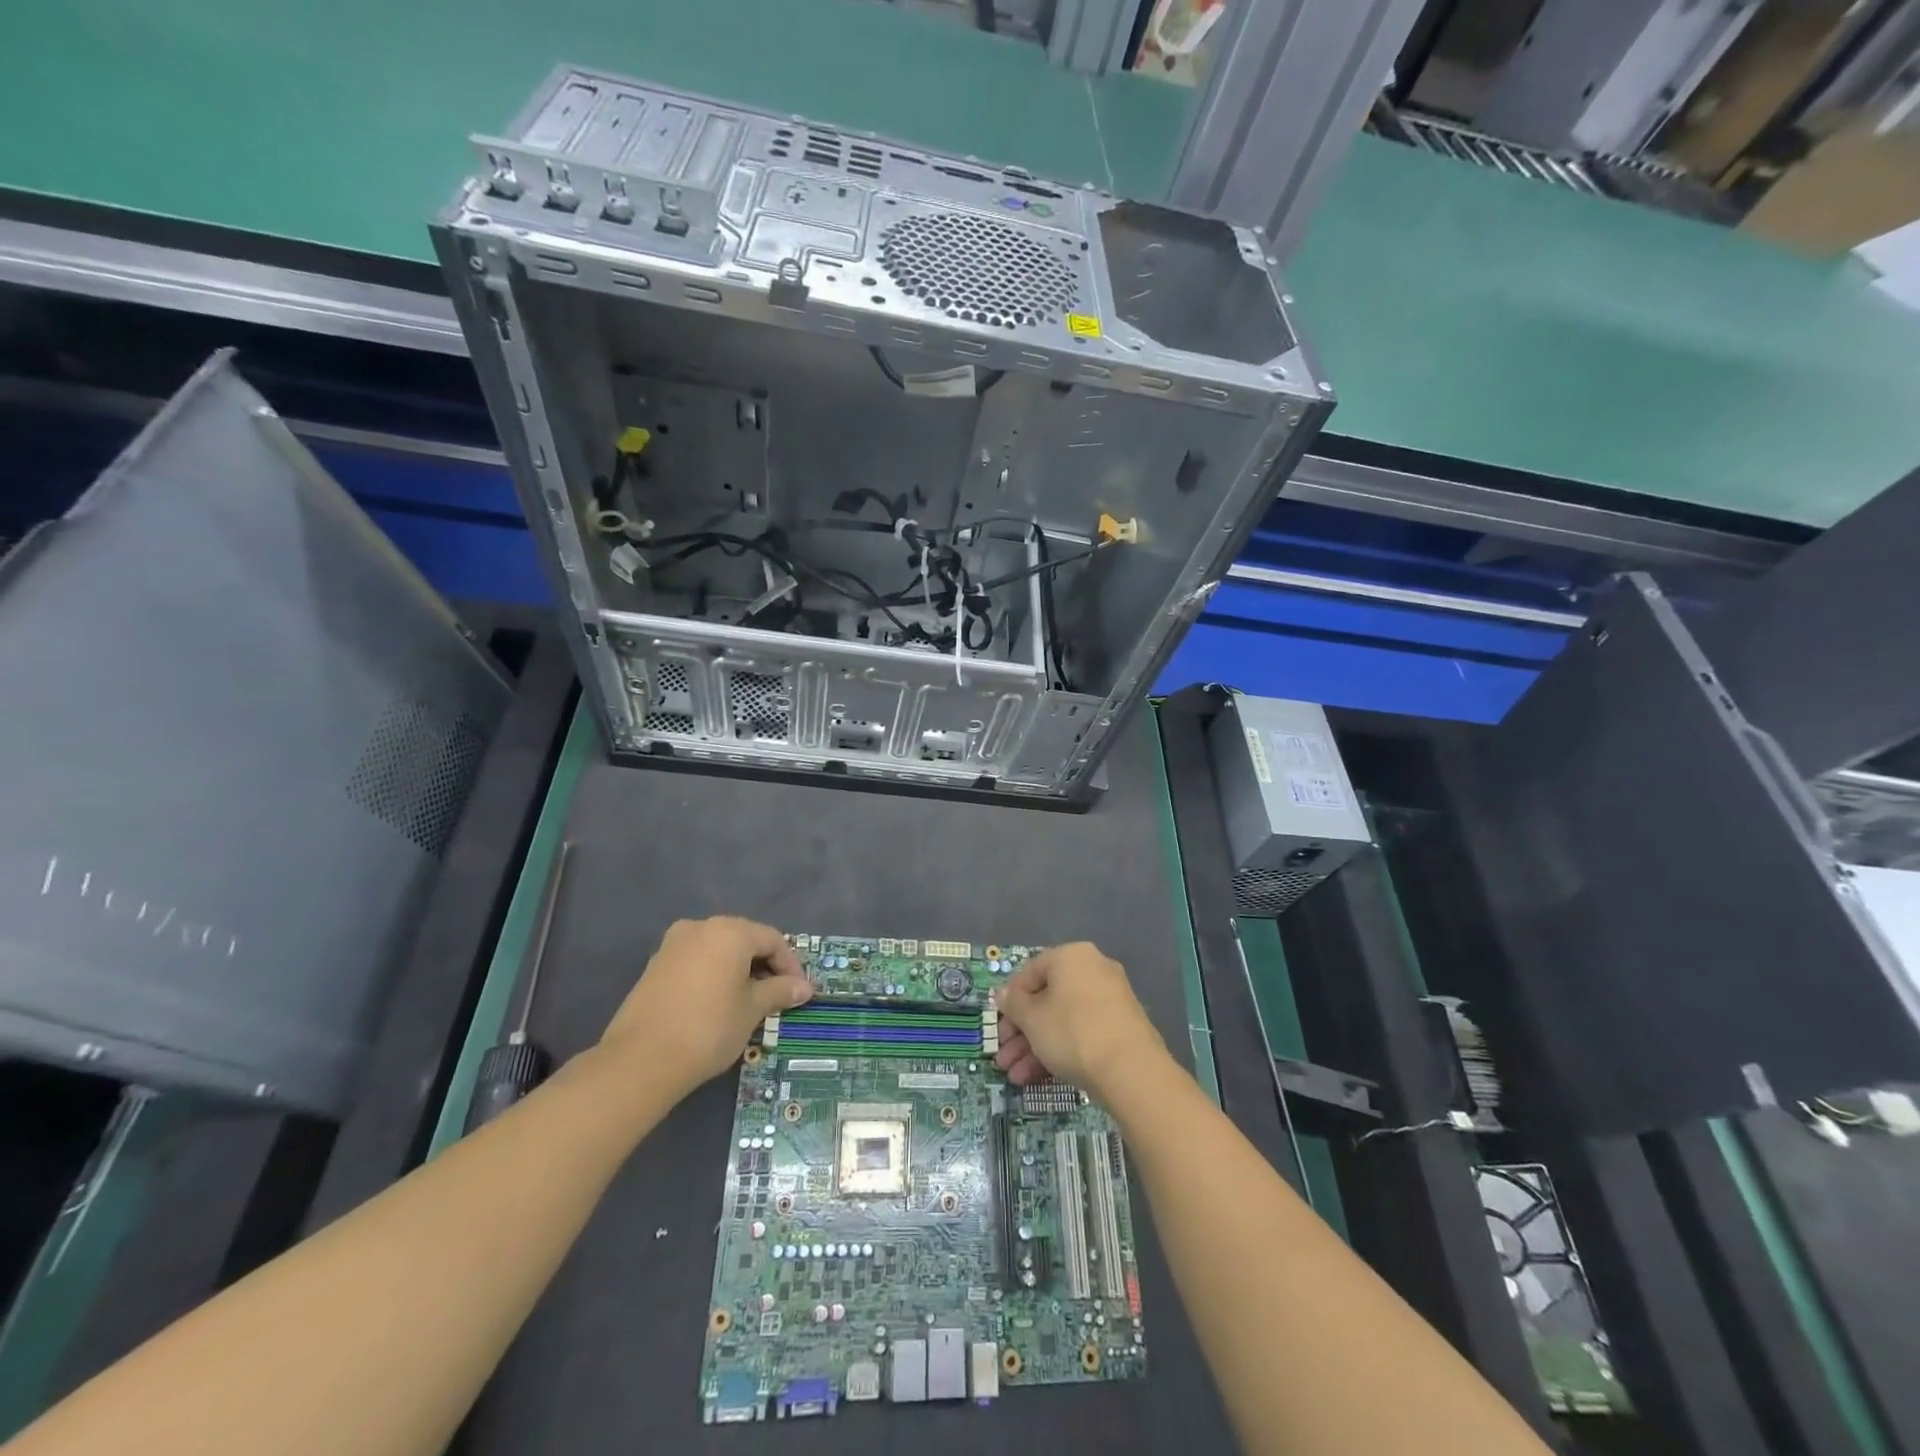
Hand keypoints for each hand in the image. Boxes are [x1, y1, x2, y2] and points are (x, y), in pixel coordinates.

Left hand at [601, 917, 812, 1095]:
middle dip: (764, 965)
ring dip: (738, 970)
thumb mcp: (752, 1010)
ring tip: (748, 1001)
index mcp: (729, 931)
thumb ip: (779, 991)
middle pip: (744, 939)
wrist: (640, 1061)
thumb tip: (804, 988)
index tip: (799, 992)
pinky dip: (713, 975)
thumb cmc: (708, 1028)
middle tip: (777, 995)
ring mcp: (673, 945)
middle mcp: (700, 927)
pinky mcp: (654, 966)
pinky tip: (717, 1003)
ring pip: (718, 950)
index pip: (772, 939)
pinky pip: (696, 962)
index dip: (790, 965)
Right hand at [993, 943, 1164, 1101]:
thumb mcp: (1032, 1018)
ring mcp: (1110, 999)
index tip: (999, 1027)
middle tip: (1004, 1058)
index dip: (1009, 1001)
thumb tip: (1003, 994)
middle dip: (1021, 1032)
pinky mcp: (1121, 1027)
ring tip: (1015, 1077)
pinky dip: (1060, 1050)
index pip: (1029, 973)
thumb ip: (1013, 1004)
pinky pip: (1082, 1032)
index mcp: (1071, 956)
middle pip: (1046, 999)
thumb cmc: (1072, 1032)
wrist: (1131, 1070)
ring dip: (1035, 1047)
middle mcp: (1093, 969)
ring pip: (1062, 1020)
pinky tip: (1038, 1077)